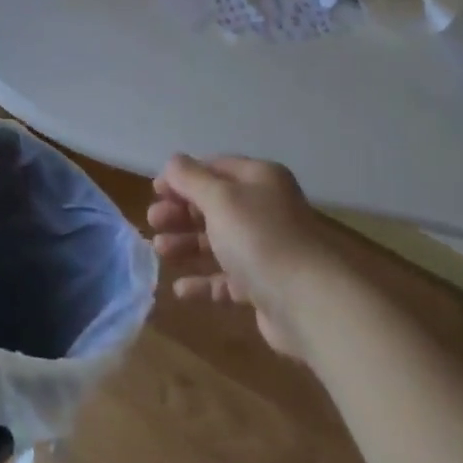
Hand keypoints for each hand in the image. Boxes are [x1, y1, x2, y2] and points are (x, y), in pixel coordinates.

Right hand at [147, 155, 340, 359]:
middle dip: (181, 211)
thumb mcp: (220, 199)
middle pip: (215, 204)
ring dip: (187, 244)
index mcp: (259, 179)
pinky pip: (228, 279)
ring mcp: (266, 248)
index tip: (155, 191)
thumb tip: (173, 161)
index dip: (183, 177)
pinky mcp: (264, 285)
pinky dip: (204, 282)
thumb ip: (191, 179)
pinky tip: (180, 290)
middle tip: (153, 222)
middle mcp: (265, 209)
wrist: (308, 302)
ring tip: (160, 252)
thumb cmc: (259, 238)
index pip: (216, 168)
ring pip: (218, 241)